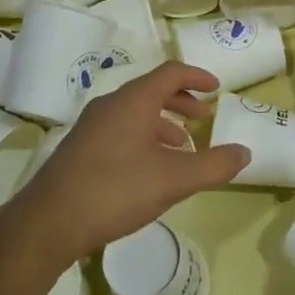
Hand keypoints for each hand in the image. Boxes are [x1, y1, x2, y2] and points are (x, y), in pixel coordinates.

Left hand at [5, 62, 249, 266]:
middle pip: (152, 90)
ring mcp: (91, 126)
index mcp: (134, 100)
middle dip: (181, 102)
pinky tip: (150, 169)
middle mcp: (111, 104)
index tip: (216, 88)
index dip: (197, 76)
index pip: (171, 73)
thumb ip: (213, 165)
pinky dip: (144, 137)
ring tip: (182, 149)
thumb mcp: (173, 180)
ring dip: (163, 124)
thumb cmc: (116, 190)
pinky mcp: (80, 148)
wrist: (49, 222)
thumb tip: (244, 152)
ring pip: (135, 113)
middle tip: (203, 118)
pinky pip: (120, 129)